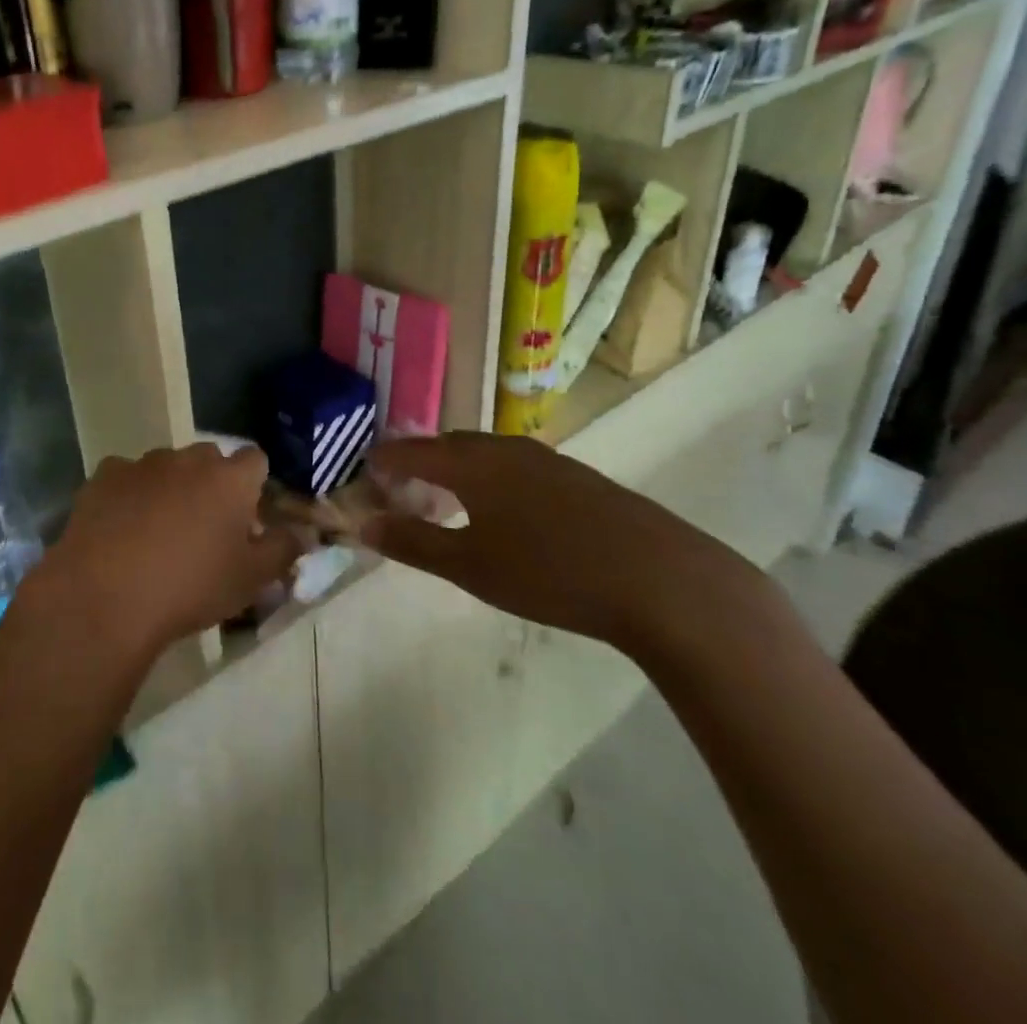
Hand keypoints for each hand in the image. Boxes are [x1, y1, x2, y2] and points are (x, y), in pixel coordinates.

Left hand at [35, 444, 306, 660]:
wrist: (107, 596)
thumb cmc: (191, 587)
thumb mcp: (251, 579)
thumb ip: (284, 549)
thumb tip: (303, 532)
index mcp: (230, 479)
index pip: (256, 460)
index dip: (254, 485)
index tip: (247, 517)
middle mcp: (188, 459)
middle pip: (209, 459)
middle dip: (211, 484)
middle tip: (204, 528)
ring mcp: (143, 463)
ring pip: (166, 466)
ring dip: (169, 487)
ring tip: (157, 532)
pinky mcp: (104, 475)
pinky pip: (125, 477)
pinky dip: (129, 494)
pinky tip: (120, 529)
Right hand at [363, 432, 758, 655]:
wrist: (661, 581)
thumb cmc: (549, 572)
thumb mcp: (470, 566)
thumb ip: (413, 543)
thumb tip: (364, 524)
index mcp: (473, 464)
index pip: (416, 450)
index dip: (389, 458)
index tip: (369, 467)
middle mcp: (508, 449)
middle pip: (453, 445)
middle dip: (424, 459)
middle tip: (404, 482)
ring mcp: (550, 461)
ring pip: (490, 453)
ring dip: (461, 467)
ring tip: (450, 493)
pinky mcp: (582, 479)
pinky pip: (519, 466)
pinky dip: (495, 477)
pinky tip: (508, 508)